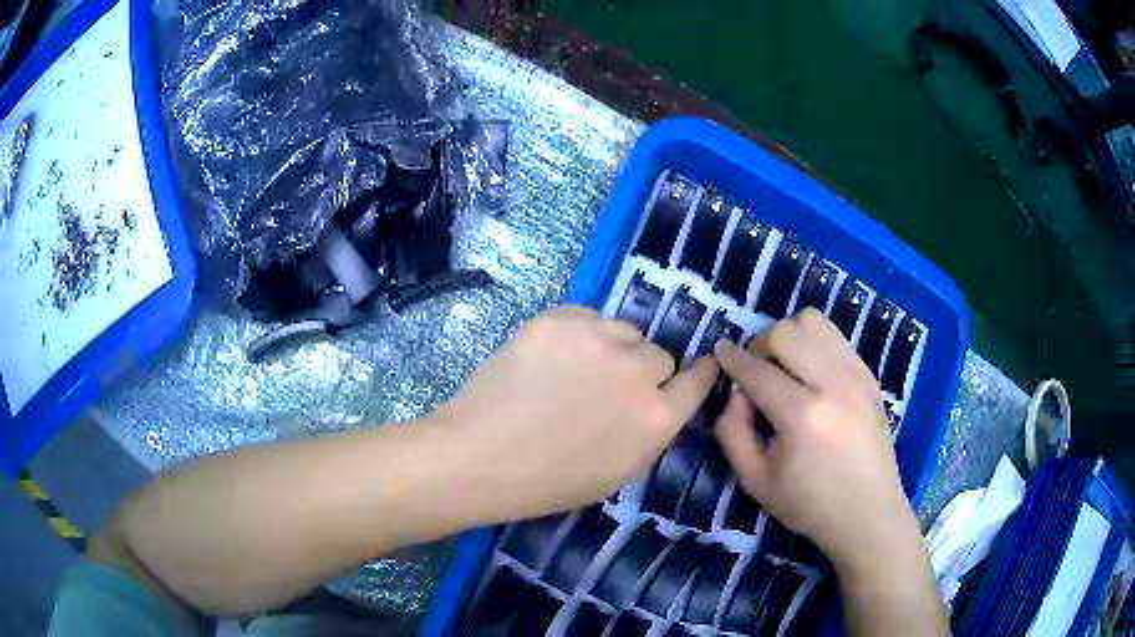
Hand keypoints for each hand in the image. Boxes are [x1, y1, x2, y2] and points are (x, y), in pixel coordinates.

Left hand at [434, 306, 718, 522]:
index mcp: (657, 418)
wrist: (479, 457)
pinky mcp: (559, 320)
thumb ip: (649, 432)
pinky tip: (552, 357)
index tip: (697, 368)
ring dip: (612, 348)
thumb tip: (658, 402)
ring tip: (576, 370)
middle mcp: (637, 371)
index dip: (698, 374)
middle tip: (609, 386)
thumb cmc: (548, 482)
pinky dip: (579, 334)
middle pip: (660, 354)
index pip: (698, 380)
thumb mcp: (619, 472)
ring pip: (625, 330)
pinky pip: (587, 318)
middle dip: (642, 371)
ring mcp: (597, 339)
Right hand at [713, 309, 918, 571]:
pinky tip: (812, 375)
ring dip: (791, 337)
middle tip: (757, 372)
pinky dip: (815, 345)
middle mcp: (833, 384)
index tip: (720, 352)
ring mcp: (857, 375)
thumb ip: (732, 432)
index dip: (732, 358)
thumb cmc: (809, 504)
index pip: (757, 370)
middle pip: (786, 331)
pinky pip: (836, 337)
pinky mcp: (870, 375)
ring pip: (815, 322)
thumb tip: (735, 393)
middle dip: (761, 345)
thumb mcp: (755, 481)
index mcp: (802, 416)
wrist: (868, 513)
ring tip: (786, 368)